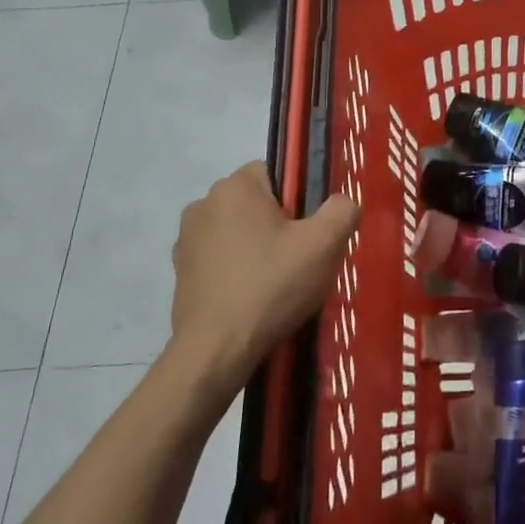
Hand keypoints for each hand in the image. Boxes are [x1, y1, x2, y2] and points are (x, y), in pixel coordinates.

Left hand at [171, 163, 360, 395]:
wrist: (216, 350)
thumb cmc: (271, 286)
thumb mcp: (324, 245)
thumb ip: (342, 210)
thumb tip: (343, 202)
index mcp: (234, 187)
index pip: (274, 173)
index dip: (297, 199)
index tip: (307, 231)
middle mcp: (203, 203)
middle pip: (255, 203)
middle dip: (277, 224)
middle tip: (298, 259)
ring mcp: (186, 239)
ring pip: (236, 231)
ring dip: (255, 247)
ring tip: (276, 283)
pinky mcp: (181, 272)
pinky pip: (219, 258)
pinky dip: (236, 270)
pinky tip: (251, 298)